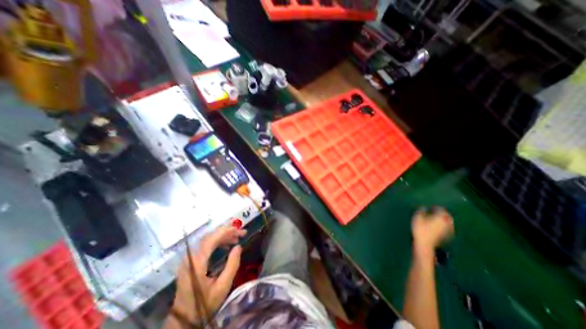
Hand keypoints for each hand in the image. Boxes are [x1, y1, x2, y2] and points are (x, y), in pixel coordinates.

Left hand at [172, 227, 247, 322]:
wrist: (184, 320)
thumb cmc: (204, 304)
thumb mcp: (223, 287)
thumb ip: (232, 265)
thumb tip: (238, 247)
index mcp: (197, 263)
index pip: (211, 239)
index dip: (227, 231)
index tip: (240, 230)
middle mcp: (191, 257)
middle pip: (210, 236)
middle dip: (227, 232)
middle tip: (242, 233)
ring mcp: (190, 259)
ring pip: (208, 239)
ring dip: (223, 236)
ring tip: (237, 238)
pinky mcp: (191, 261)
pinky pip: (206, 245)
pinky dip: (218, 242)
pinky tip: (227, 245)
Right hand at [411, 208, 452, 254]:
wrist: (425, 244)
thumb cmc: (420, 229)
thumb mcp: (417, 218)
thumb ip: (421, 211)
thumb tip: (424, 207)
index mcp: (440, 217)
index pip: (441, 210)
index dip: (436, 207)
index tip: (431, 207)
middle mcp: (446, 223)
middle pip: (448, 216)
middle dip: (443, 213)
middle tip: (436, 211)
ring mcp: (447, 230)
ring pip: (448, 222)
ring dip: (444, 219)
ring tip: (437, 218)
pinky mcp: (446, 236)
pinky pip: (447, 228)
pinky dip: (444, 225)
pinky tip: (439, 226)